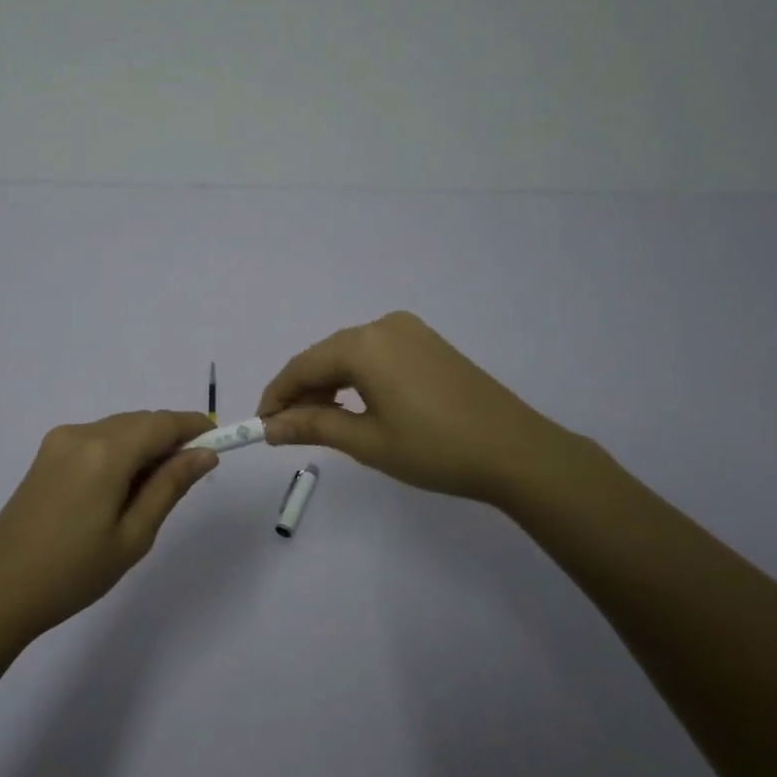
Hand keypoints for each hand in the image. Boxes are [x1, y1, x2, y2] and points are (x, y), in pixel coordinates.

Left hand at [0, 411, 218, 640]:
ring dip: (144, 445)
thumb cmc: (73, 572)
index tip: (220, 440)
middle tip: (190, 474)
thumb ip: (170, 486)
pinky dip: (119, 451)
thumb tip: (204, 454)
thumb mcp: (133, 535)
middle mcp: (81, 433)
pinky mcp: (45, 455)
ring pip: (118, 428)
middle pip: (140, 422)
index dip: (194, 426)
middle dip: (170, 438)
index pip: (162, 423)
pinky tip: (120, 487)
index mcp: (105, 452)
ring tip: (154, 489)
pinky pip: (96, 439)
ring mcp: (59, 442)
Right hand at [257, 311, 588, 507]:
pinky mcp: (427, 342)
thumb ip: (313, 427)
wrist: (515, 451)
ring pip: (350, 355)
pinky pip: (376, 354)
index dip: (276, 396)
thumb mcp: (367, 442)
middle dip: (303, 392)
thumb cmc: (435, 449)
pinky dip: (357, 378)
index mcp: (364, 345)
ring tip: (322, 424)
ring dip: (329, 386)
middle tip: (290, 432)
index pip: (302, 366)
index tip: (261, 427)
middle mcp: (383, 326)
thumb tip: (271, 427)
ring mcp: (409, 331)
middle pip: (325, 357)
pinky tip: (356, 406)